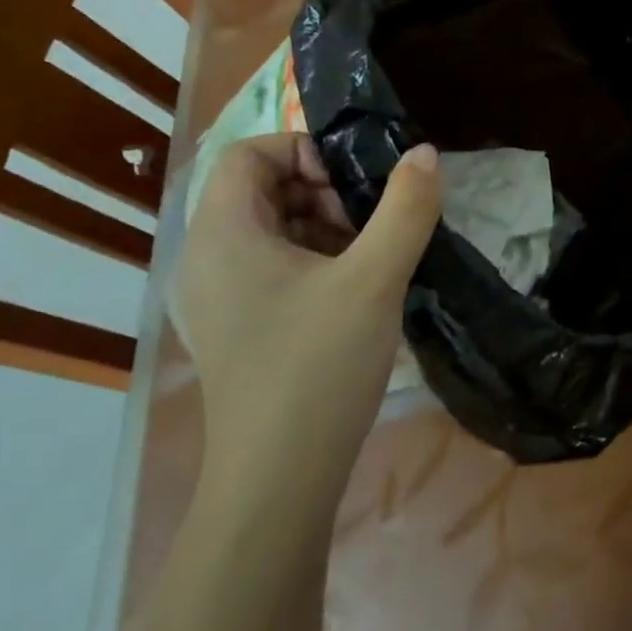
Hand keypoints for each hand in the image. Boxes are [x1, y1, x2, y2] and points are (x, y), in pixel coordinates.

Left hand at [171, 134, 441, 523]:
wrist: (279, 480)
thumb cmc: (317, 367)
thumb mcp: (374, 279)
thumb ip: (405, 208)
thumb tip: (424, 153)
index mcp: (222, 235)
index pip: (249, 153)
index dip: (304, 150)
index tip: (353, 184)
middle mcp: (207, 258)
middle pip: (260, 188)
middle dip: (322, 189)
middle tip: (369, 221)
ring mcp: (218, 297)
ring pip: (271, 228)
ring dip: (323, 224)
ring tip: (370, 255)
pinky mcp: (237, 326)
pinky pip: (271, 265)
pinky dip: (314, 258)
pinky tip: (354, 289)